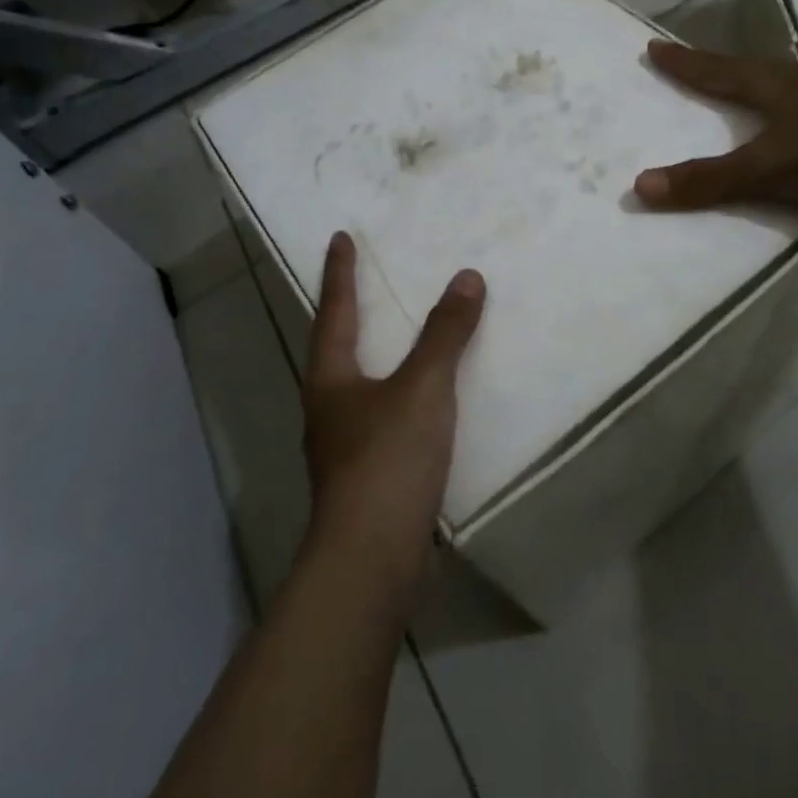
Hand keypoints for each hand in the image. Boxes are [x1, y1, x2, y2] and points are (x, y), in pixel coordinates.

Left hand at [302, 231, 485, 560]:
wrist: (373, 559)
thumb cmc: (388, 460)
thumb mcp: (423, 388)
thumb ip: (445, 334)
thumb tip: (466, 277)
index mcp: (332, 380)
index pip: (335, 312)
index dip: (340, 273)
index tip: (341, 237)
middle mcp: (330, 409)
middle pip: (339, 349)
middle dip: (352, 314)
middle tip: (371, 282)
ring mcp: (346, 447)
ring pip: (363, 387)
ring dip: (381, 358)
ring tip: (406, 337)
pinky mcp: (370, 477)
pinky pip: (389, 418)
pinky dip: (406, 396)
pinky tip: (431, 404)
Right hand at [633, 40, 797, 212]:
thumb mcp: (764, 170)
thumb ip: (707, 181)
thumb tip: (639, 186)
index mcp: (770, 85)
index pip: (714, 70)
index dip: (683, 63)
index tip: (654, 45)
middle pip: (747, 68)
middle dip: (717, 66)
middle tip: (694, 63)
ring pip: (785, 82)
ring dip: (758, 82)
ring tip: (744, 86)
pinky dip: (794, 107)